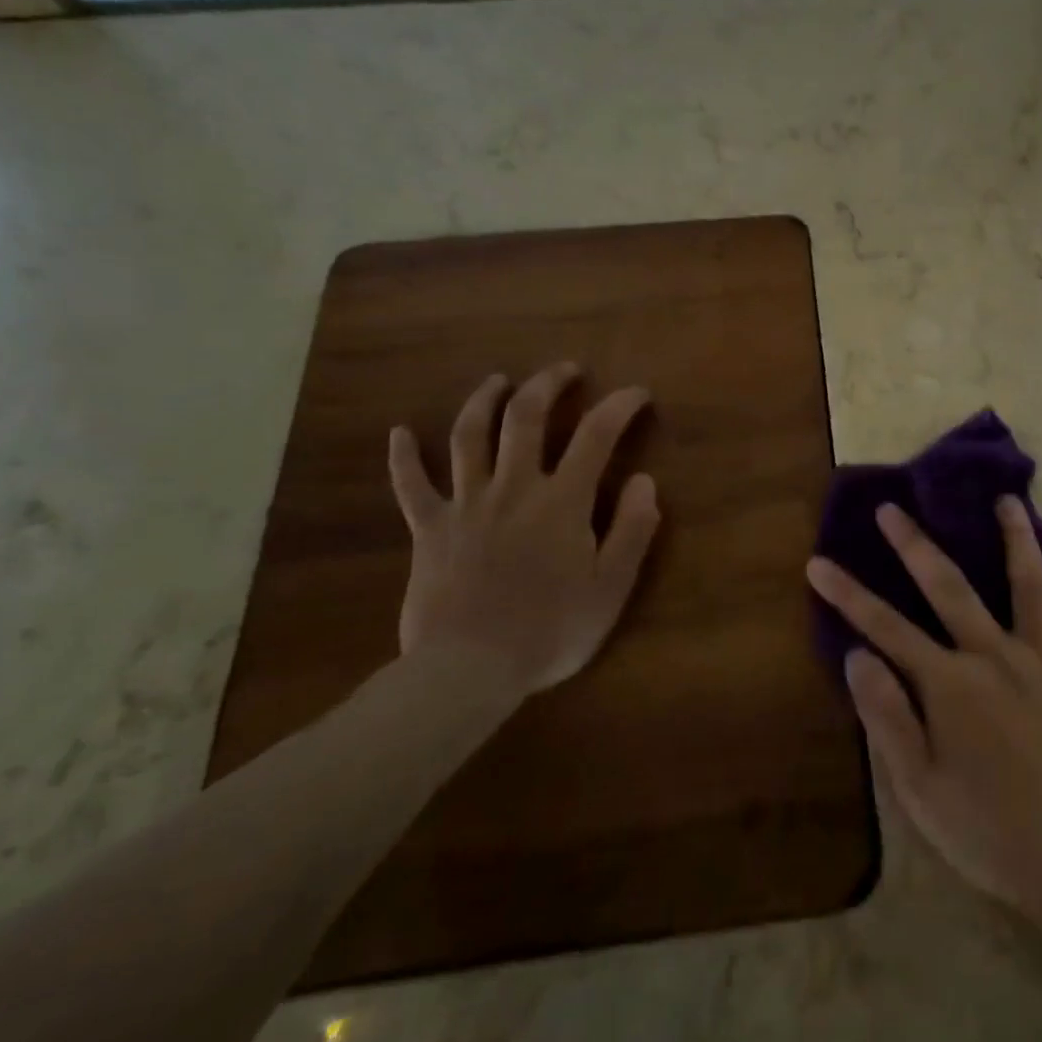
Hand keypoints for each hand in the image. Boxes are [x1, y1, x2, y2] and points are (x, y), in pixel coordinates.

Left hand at [389, 365, 659, 692]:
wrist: (468, 671)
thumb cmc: (550, 631)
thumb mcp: (611, 587)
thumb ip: (632, 530)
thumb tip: (644, 480)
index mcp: (561, 501)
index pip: (596, 436)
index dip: (620, 406)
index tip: (636, 393)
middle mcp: (513, 488)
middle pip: (526, 417)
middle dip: (548, 384)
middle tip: (565, 370)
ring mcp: (466, 505)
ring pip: (469, 436)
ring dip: (484, 400)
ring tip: (498, 380)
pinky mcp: (429, 529)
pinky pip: (411, 486)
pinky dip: (403, 457)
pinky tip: (398, 433)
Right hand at [807, 497, 1041, 925]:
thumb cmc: (988, 833)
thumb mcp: (918, 788)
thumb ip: (887, 716)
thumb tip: (859, 654)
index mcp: (951, 684)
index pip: (885, 627)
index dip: (847, 594)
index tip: (818, 562)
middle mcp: (997, 656)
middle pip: (950, 587)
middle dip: (915, 545)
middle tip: (892, 507)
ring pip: (1032, 587)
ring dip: (1018, 540)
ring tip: (1010, 500)